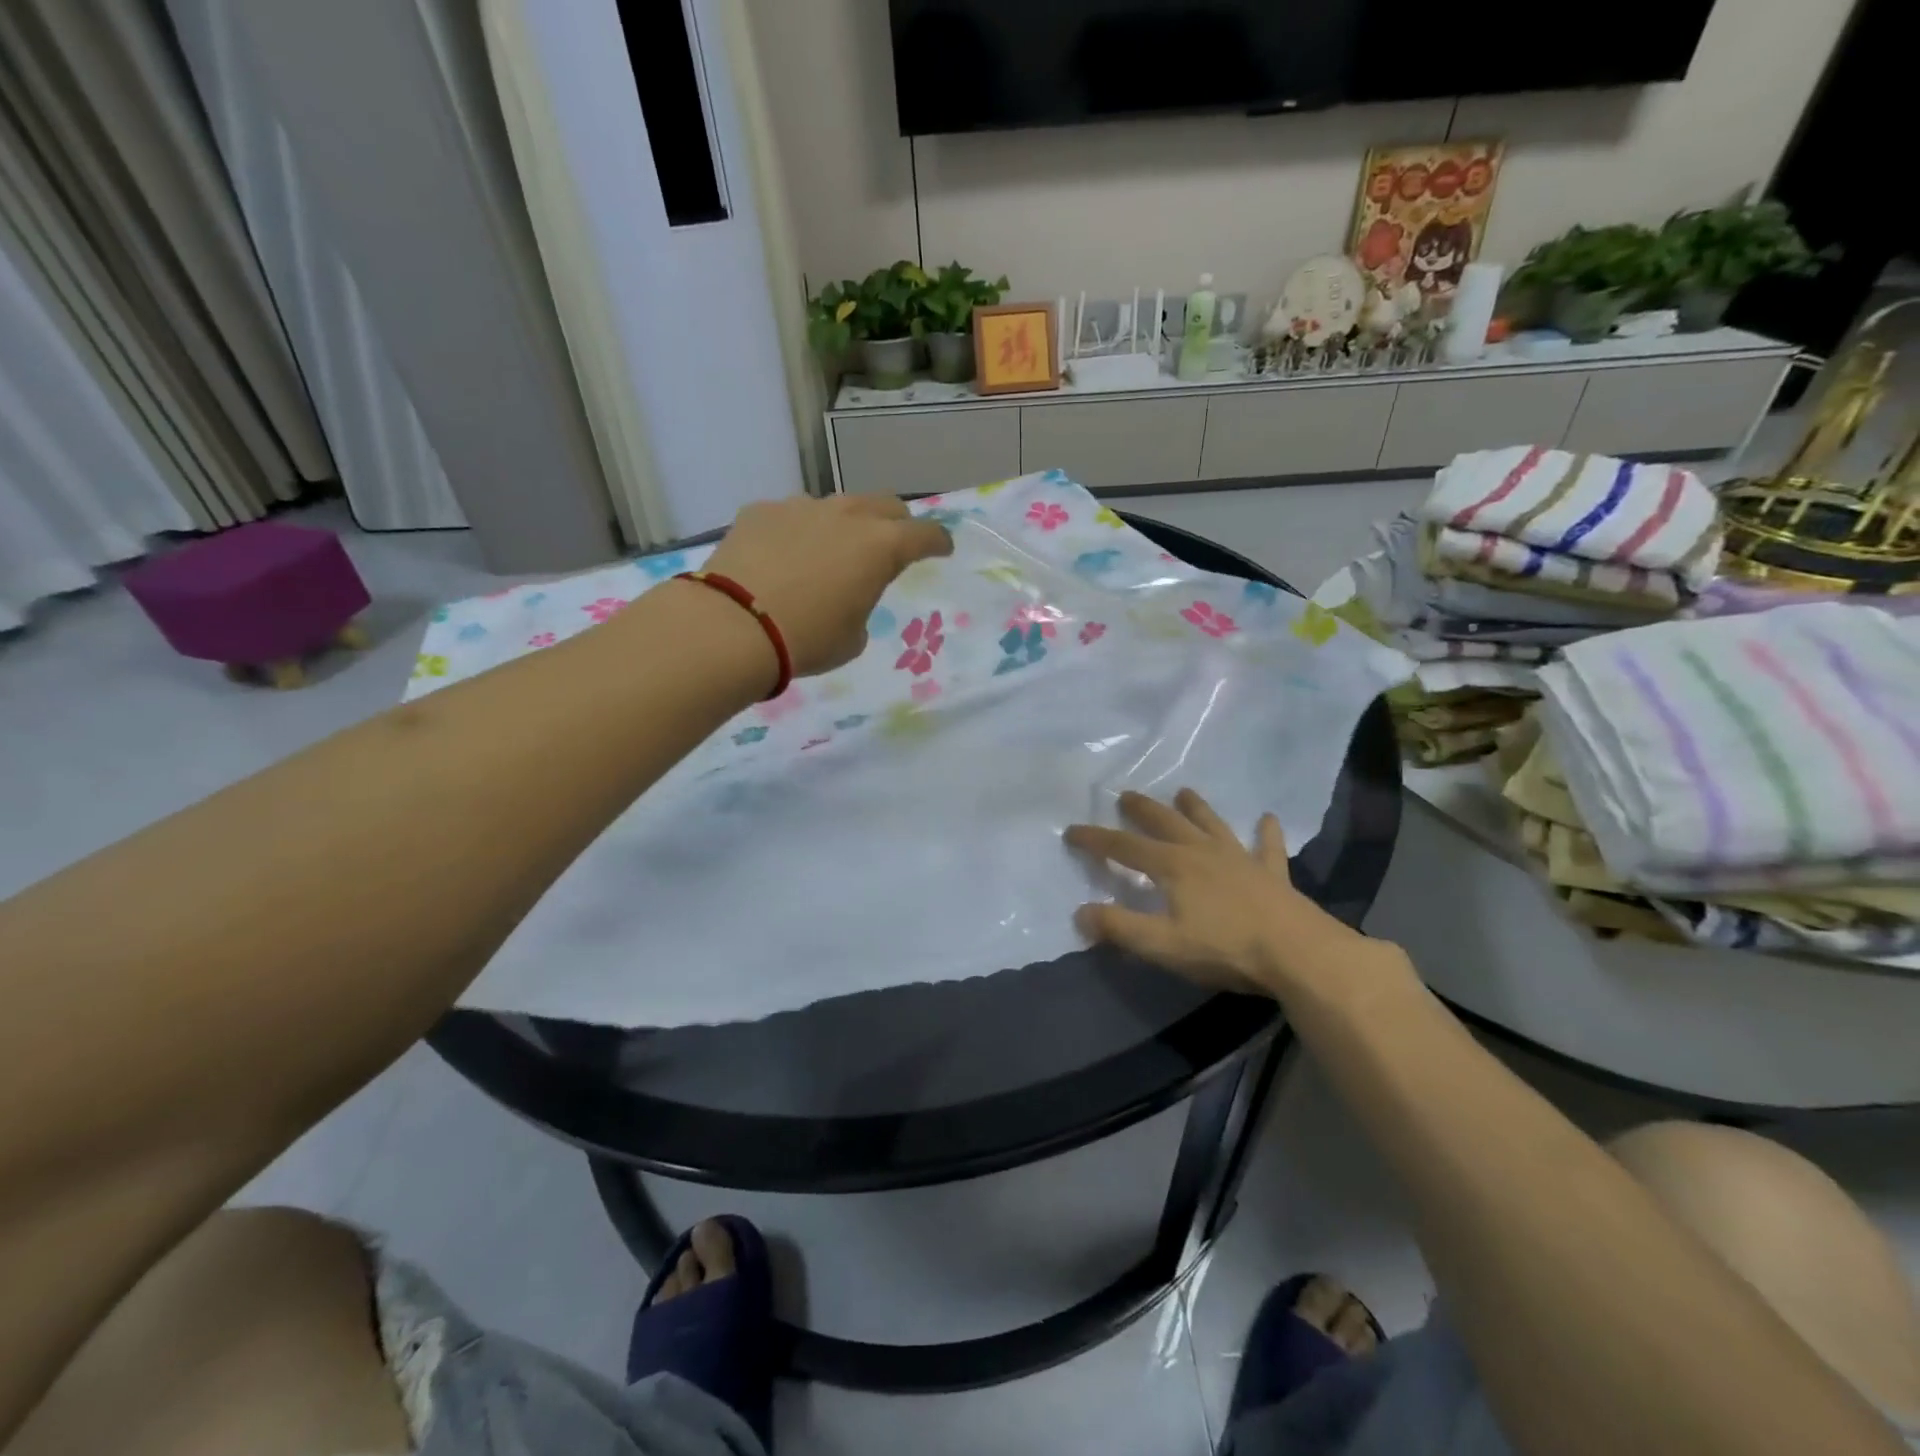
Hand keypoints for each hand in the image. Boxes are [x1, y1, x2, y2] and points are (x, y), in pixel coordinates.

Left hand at [701, 495, 952, 677]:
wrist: (733, 626)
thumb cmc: (807, 639)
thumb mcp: (853, 638)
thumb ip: (861, 606)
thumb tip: (846, 595)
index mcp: (881, 547)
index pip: (926, 534)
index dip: (938, 542)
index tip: (942, 549)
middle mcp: (846, 515)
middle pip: (885, 505)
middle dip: (896, 522)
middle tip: (892, 545)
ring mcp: (801, 507)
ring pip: (836, 506)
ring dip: (844, 525)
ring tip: (829, 552)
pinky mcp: (761, 510)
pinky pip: (791, 515)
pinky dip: (798, 531)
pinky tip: (782, 557)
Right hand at [1064, 789, 1397, 1005]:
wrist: (1298, 953)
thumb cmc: (1225, 948)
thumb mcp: (1162, 944)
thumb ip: (1119, 928)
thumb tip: (1080, 913)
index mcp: (1172, 866)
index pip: (1124, 848)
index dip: (1095, 839)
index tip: (1072, 830)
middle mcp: (1202, 852)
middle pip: (1166, 823)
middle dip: (1142, 810)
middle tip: (1126, 795)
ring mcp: (1240, 859)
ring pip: (1211, 824)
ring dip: (1196, 807)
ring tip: (1184, 791)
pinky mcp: (1272, 874)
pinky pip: (1267, 847)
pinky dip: (1266, 833)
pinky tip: (1267, 820)